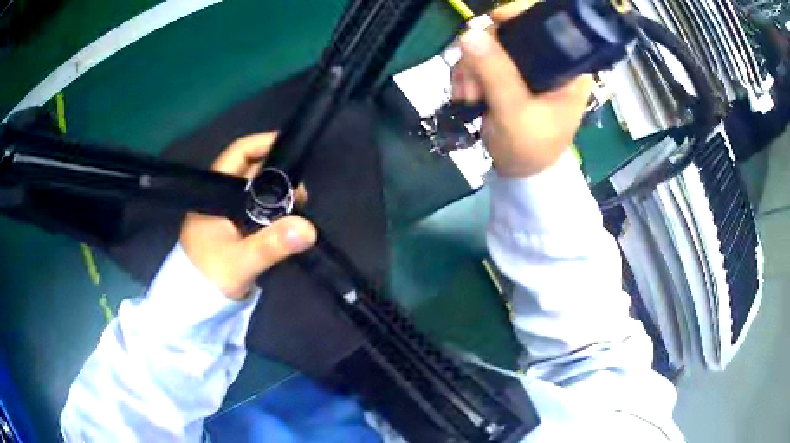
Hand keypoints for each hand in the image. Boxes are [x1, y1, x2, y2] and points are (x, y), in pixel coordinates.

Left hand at [180, 132, 315, 300]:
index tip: (290, 145)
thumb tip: (307, 229)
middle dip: (279, 175)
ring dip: (279, 195)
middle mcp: (220, 199)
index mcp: (214, 195)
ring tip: (300, 207)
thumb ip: (271, 245)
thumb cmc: (209, 278)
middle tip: (302, 192)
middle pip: (251, 172)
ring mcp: (227, 215)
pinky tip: (288, 221)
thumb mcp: (240, 262)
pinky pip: (257, 211)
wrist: (196, 307)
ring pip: (256, 193)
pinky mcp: (234, 230)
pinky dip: (274, 212)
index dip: (262, 144)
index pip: (238, 155)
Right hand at [451, 1, 592, 177]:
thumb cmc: (531, 148)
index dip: (518, 15)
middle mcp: (548, 62)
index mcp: (567, 68)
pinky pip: (481, 60)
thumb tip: (469, 34)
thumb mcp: (515, 112)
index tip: (493, 23)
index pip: (547, 25)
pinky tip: (466, 93)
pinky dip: (468, 73)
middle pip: (510, 32)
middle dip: (484, 52)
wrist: (519, 175)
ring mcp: (525, 68)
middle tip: (472, 81)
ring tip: (468, 95)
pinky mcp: (508, 76)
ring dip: (471, 67)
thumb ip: (495, 73)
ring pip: (489, 45)